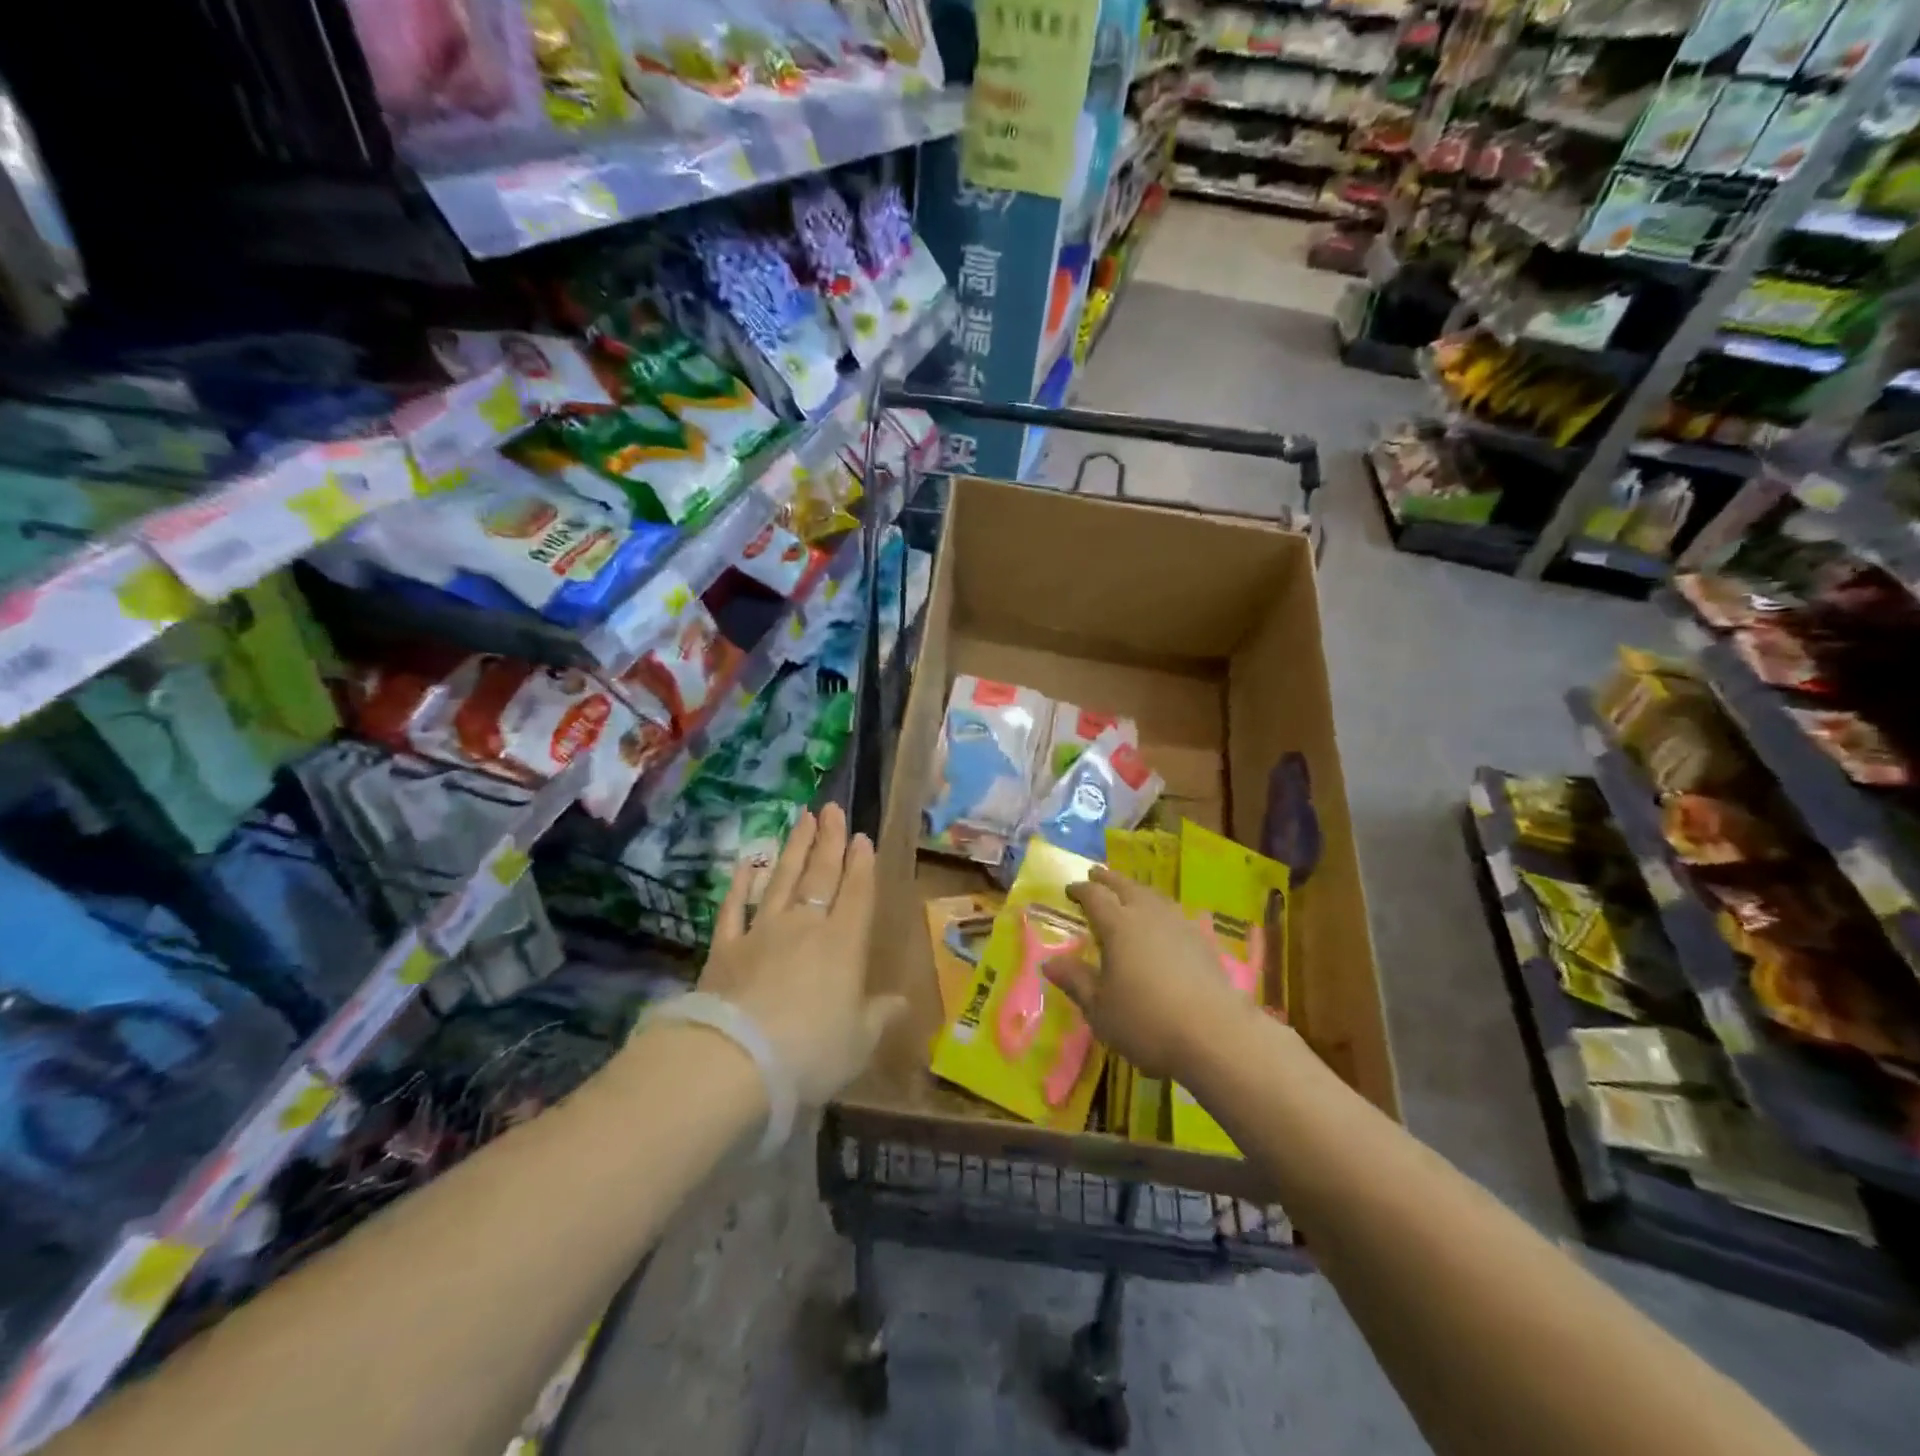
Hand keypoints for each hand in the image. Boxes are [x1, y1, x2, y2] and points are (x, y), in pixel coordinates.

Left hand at [694, 804, 904, 1105]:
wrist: (735, 1060)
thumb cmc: (811, 1052)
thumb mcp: (858, 1042)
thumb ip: (880, 1016)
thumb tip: (902, 1002)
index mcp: (844, 944)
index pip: (857, 893)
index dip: (861, 864)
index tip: (861, 836)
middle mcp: (805, 927)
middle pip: (820, 876)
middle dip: (829, 841)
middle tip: (832, 809)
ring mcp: (762, 933)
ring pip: (781, 880)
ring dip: (793, 848)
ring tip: (801, 819)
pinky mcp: (725, 948)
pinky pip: (734, 908)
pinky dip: (740, 884)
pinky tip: (745, 864)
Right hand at [1048, 866, 1256, 1079]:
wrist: (1215, 1034)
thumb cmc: (1146, 1021)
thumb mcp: (1099, 1008)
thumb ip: (1075, 981)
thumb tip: (1049, 963)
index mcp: (1118, 925)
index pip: (1094, 896)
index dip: (1080, 890)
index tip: (1070, 889)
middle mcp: (1148, 915)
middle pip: (1125, 886)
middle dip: (1108, 879)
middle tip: (1096, 874)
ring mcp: (1179, 925)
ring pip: (1153, 896)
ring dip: (1136, 890)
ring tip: (1128, 892)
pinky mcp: (1202, 941)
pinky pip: (1173, 913)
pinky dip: (1159, 909)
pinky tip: (1161, 923)